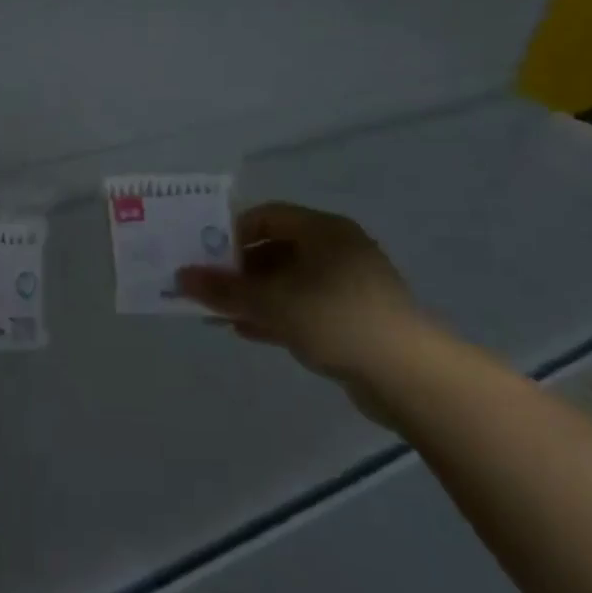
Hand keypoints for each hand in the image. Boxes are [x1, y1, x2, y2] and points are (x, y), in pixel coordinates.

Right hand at [176, 203, 431, 390]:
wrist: (410, 376)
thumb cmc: (336, 319)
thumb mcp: (272, 303)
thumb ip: (225, 290)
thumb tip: (181, 277)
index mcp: (323, 230)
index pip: (267, 216)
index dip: (232, 233)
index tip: (205, 256)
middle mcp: (337, 250)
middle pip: (275, 249)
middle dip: (238, 270)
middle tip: (207, 289)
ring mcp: (348, 286)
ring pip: (288, 282)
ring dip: (253, 296)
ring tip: (218, 313)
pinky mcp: (354, 318)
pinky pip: (304, 307)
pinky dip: (275, 314)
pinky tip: (247, 330)